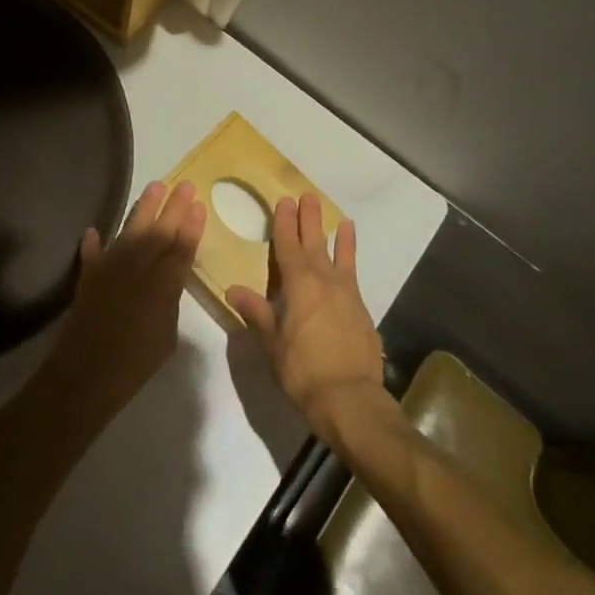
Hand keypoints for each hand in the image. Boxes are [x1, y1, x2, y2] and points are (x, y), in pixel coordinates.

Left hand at [43, 180, 204, 419]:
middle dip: (173, 207)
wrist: (86, 373)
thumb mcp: (167, 335)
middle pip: (159, 231)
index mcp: (163, 284)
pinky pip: (92, 253)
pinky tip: (94, 230)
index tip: (198, 204)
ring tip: (154, 186)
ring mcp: (111, 267)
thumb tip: (167, 281)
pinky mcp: (89, 275)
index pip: (182, 247)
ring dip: (143, 208)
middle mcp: (138, 267)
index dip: (191, 226)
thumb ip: (169, 301)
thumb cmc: (136, 363)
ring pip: (130, 230)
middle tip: (185, 184)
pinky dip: (94, 242)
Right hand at [226, 194, 383, 445]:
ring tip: (338, 216)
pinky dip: (351, 261)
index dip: (285, 223)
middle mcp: (324, 281)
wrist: (350, 398)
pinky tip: (350, 259)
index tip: (284, 201)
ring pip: (339, 256)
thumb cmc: (302, 370)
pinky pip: (353, 276)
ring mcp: (346, 294)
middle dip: (308, 219)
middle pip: (314, 243)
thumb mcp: (272, 342)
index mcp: (298, 284)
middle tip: (307, 196)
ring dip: (336, 235)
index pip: (288, 246)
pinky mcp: (361, 310)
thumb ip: (256, 312)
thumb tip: (232, 289)